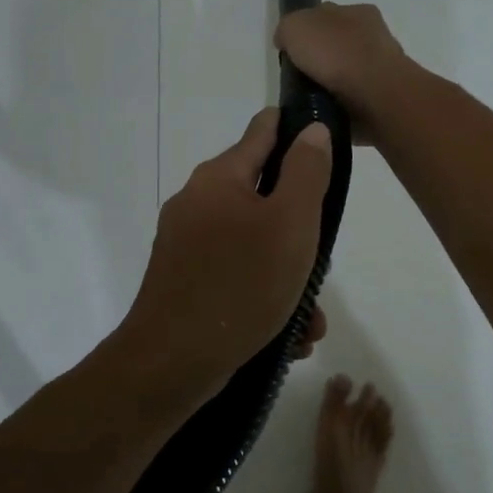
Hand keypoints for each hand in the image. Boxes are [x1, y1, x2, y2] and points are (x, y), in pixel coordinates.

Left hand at [119, 110, 333, 398]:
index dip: (294, 129)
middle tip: (321, 264)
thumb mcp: (291, 224)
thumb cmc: (240, 284)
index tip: (322, 138)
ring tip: (308, 320)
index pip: (262, 132)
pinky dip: (262, 298)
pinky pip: (234, 276)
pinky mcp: (183, 282)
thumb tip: (311, 130)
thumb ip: (307, 172)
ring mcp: (185, 245)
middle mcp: (197, 203)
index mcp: (219, 178)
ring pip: (252, 246)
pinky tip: (285, 336)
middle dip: (299, 230)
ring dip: (287, 276)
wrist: (171, 362)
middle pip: (262, 197)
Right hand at [274, 4, 408, 141]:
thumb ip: (288, 29)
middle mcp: (373, 33)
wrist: (376, 94)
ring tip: (315, 98)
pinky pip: (357, 96)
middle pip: (338, 43)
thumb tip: (287, 41)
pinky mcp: (386, 94)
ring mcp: (383, 65)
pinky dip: (345, 101)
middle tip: (302, 77)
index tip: (292, 53)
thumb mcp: (295, 27)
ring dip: (334, 82)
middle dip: (321, 58)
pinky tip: (332, 109)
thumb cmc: (336, 53)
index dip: (306, 32)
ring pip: (349, 70)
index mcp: (357, 10)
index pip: (325, 15)